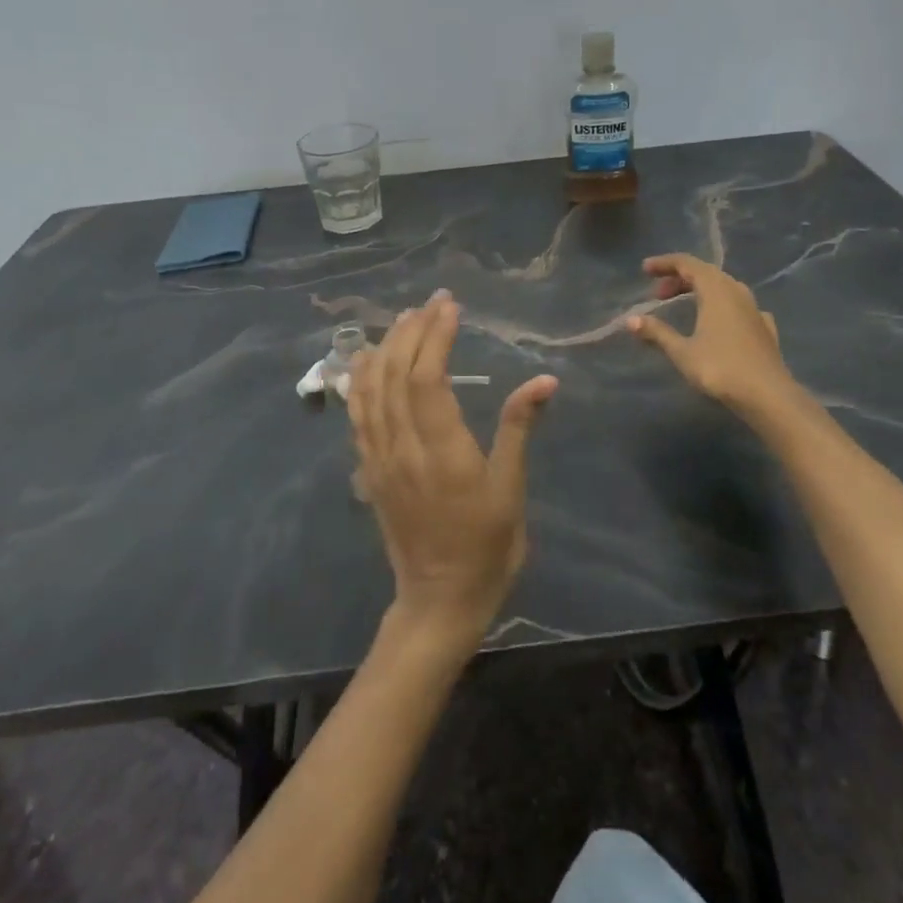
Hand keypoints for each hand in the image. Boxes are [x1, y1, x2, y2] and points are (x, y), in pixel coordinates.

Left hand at [348, 291, 557, 643]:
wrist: (439, 600)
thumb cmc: (487, 547)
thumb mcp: (511, 490)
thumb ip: (519, 429)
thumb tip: (545, 380)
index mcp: (442, 452)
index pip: (426, 378)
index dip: (435, 336)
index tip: (450, 307)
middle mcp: (402, 448)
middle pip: (394, 374)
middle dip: (411, 331)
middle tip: (432, 303)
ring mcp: (379, 459)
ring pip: (370, 389)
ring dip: (384, 347)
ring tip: (404, 319)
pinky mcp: (369, 469)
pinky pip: (357, 414)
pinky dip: (360, 379)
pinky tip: (367, 359)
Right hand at [628, 253, 792, 411]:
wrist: (769, 395)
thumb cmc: (721, 368)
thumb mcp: (682, 352)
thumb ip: (657, 333)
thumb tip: (630, 320)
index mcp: (716, 290)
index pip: (687, 263)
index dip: (665, 264)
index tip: (645, 270)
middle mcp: (737, 292)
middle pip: (706, 273)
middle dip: (679, 279)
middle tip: (658, 295)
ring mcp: (754, 309)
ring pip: (724, 288)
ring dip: (701, 291)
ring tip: (684, 305)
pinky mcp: (765, 328)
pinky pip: (739, 306)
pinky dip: (721, 307)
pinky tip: (719, 322)